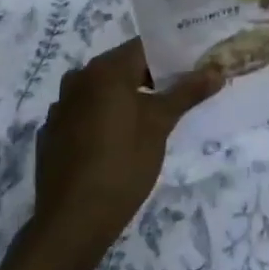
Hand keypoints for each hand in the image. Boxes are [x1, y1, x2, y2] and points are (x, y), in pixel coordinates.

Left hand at [32, 39, 221, 264]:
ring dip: (127, 97)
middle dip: (151, 77)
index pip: (143, 47)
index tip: (193, 66)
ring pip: (102, 91)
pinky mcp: (52, 134)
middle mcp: (78, 79)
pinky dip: (104, 117)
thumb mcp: (160, 125)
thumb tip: (217, 70)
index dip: (171, 54)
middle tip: (181, 92)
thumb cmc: (122, 164)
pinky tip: (118, 141)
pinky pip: (84, 113)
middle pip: (122, 67)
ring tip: (154, 117)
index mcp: (104, 70)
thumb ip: (186, 92)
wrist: (71, 222)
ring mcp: (61, 107)